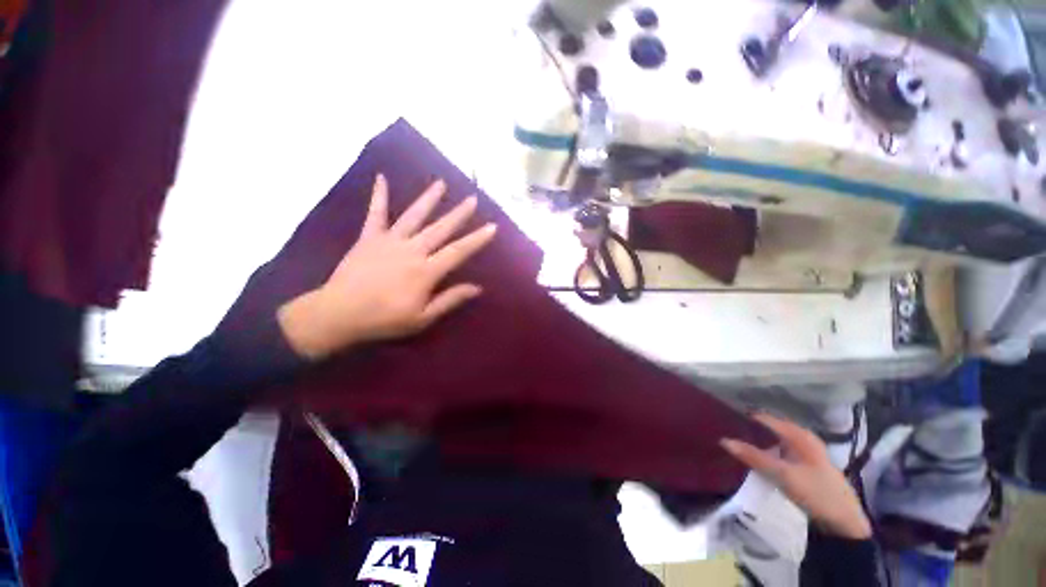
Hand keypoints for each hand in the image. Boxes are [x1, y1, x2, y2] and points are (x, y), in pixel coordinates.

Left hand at [278, 175, 496, 359]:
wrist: (339, 314)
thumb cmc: (385, 319)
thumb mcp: (423, 317)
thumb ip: (450, 299)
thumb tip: (477, 288)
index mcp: (426, 271)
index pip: (458, 251)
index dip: (477, 239)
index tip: (492, 226)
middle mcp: (411, 250)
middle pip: (440, 228)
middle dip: (459, 213)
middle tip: (472, 198)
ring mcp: (389, 240)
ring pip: (414, 215)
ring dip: (429, 199)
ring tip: (441, 183)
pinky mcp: (369, 237)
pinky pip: (375, 213)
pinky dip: (379, 195)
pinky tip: (381, 177)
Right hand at [721, 413, 872, 539]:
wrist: (844, 522)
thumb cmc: (817, 493)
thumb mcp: (783, 475)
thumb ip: (753, 457)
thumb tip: (724, 440)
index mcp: (799, 434)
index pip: (764, 418)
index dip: (744, 419)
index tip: (722, 423)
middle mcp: (800, 438)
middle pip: (767, 429)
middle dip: (747, 431)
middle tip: (724, 434)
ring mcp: (802, 452)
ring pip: (771, 442)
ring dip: (754, 444)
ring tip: (733, 446)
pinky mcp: (801, 466)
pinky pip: (776, 453)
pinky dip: (763, 454)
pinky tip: (752, 460)